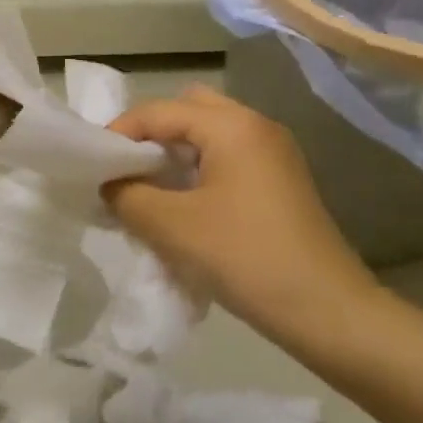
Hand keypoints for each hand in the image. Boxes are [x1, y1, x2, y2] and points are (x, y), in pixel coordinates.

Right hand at [104, 86, 378, 341]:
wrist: (328, 313)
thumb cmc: (245, 258)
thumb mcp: (171, 226)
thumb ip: (127, 195)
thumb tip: (111, 183)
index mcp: (232, 125)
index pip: (159, 111)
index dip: (119, 133)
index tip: (94, 165)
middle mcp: (256, 126)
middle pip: (189, 109)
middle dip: (152, 133)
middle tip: (129, 168)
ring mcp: (274, 154)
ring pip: (210, 134)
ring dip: (176, 153)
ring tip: (151, 190)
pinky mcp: (282, 182)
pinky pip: (228, 157)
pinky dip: (199, 170)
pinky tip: (185, 207)